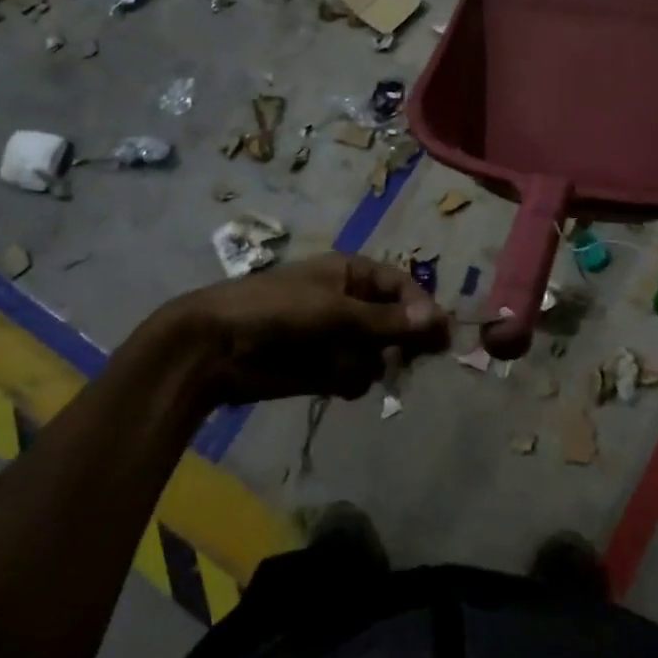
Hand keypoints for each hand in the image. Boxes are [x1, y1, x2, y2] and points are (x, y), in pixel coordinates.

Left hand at [168, 253, 449, 405]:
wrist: (216, 347)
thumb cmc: (276, 310)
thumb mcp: (334, 310)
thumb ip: (385, 319)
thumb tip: (437, 318)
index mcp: (351, 274)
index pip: (401, 288)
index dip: (422, 309)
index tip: (441, 336)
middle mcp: (349, 303)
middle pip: (395, 323)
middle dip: (402, 341)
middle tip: (415, 359)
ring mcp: (337, 338)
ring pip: (379, 355)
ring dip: (372, 364)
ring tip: (348, 366)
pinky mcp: (324, 369)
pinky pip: (357, 377)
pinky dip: (350, 381)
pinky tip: (333, 383)